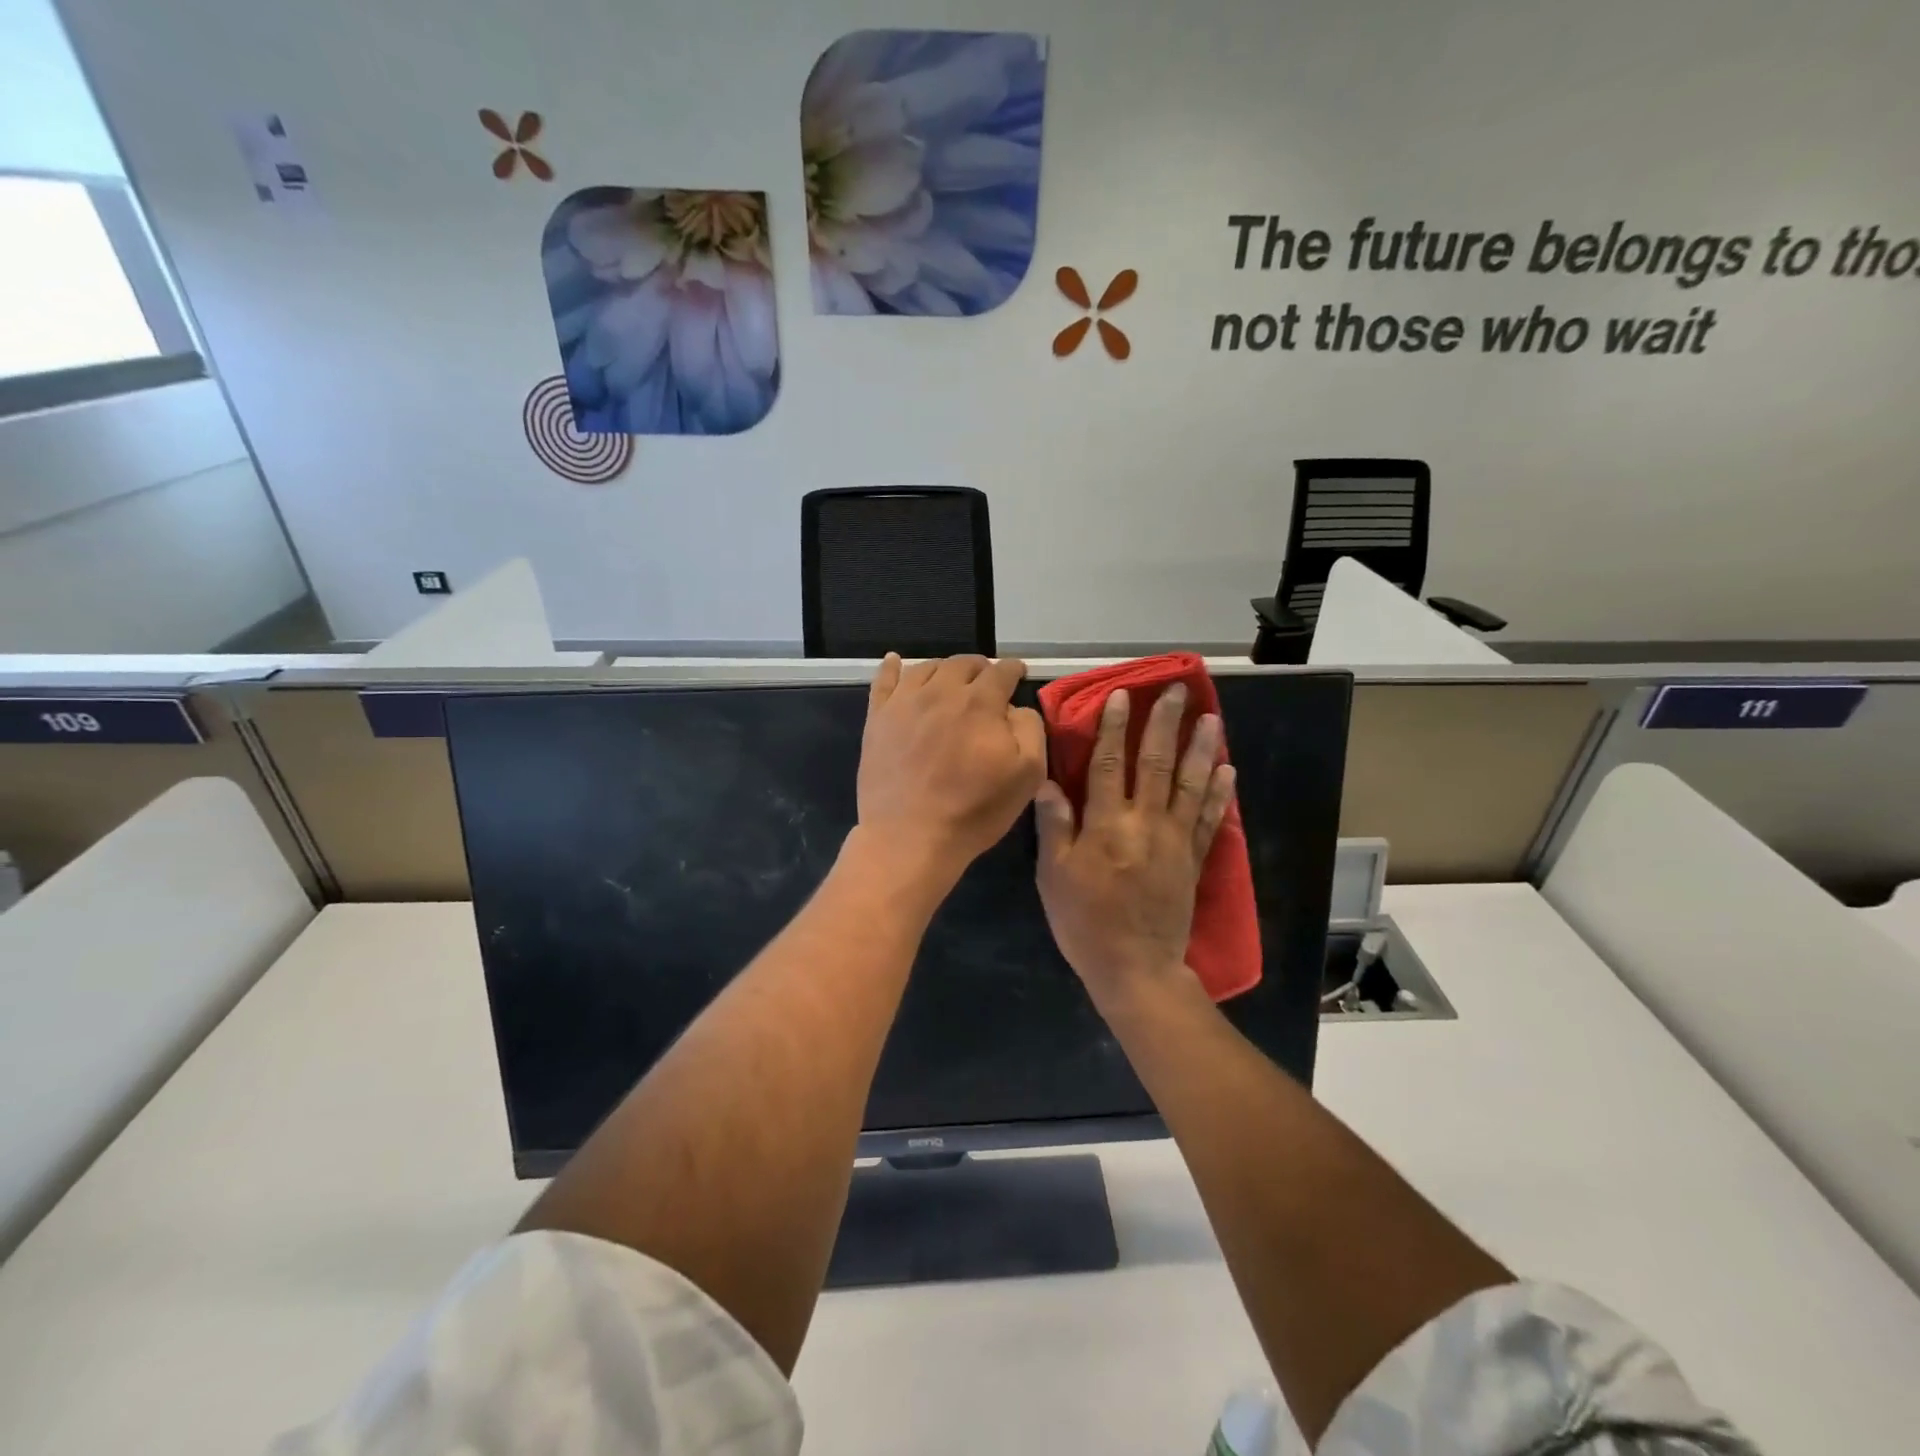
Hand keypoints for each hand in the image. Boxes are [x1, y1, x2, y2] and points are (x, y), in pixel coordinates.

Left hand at [856, 654, 1046, 889]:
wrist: (910, 837)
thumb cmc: (974, 810)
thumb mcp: (1027, 774)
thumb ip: (1030, 729)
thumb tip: (1016, 707)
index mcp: (980, 702)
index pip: (1001, 672)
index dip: (1013, 670)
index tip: (1018, 674)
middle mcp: (941, 691)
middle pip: (963, 664)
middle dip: (981, 668)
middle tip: (986, 681)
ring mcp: (904, 703)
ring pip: (927, 668)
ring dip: (945, 669)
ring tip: (951, 680)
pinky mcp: (877, 719)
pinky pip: (883, 681)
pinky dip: (892, 667)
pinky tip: (895, 661)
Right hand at [1035, 686, 1236, 1003]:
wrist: (1134, 968)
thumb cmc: (1084, 922)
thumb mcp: (1054, 876)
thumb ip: (1055, 826)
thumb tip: (1050, 782)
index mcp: (1106, 825)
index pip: (1108, 764)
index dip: (1112, 728)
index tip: (1120, 696)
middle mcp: (1145, 823)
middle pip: (1155, 763)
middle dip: (1164, 724)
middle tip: (1177, 690)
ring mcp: (1175, 840)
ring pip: (1189, 784)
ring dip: (1199, 747)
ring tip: (1210, 717)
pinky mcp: (1193, 859)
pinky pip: (1209, 818)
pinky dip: (1219, 793)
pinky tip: (1227, 768)